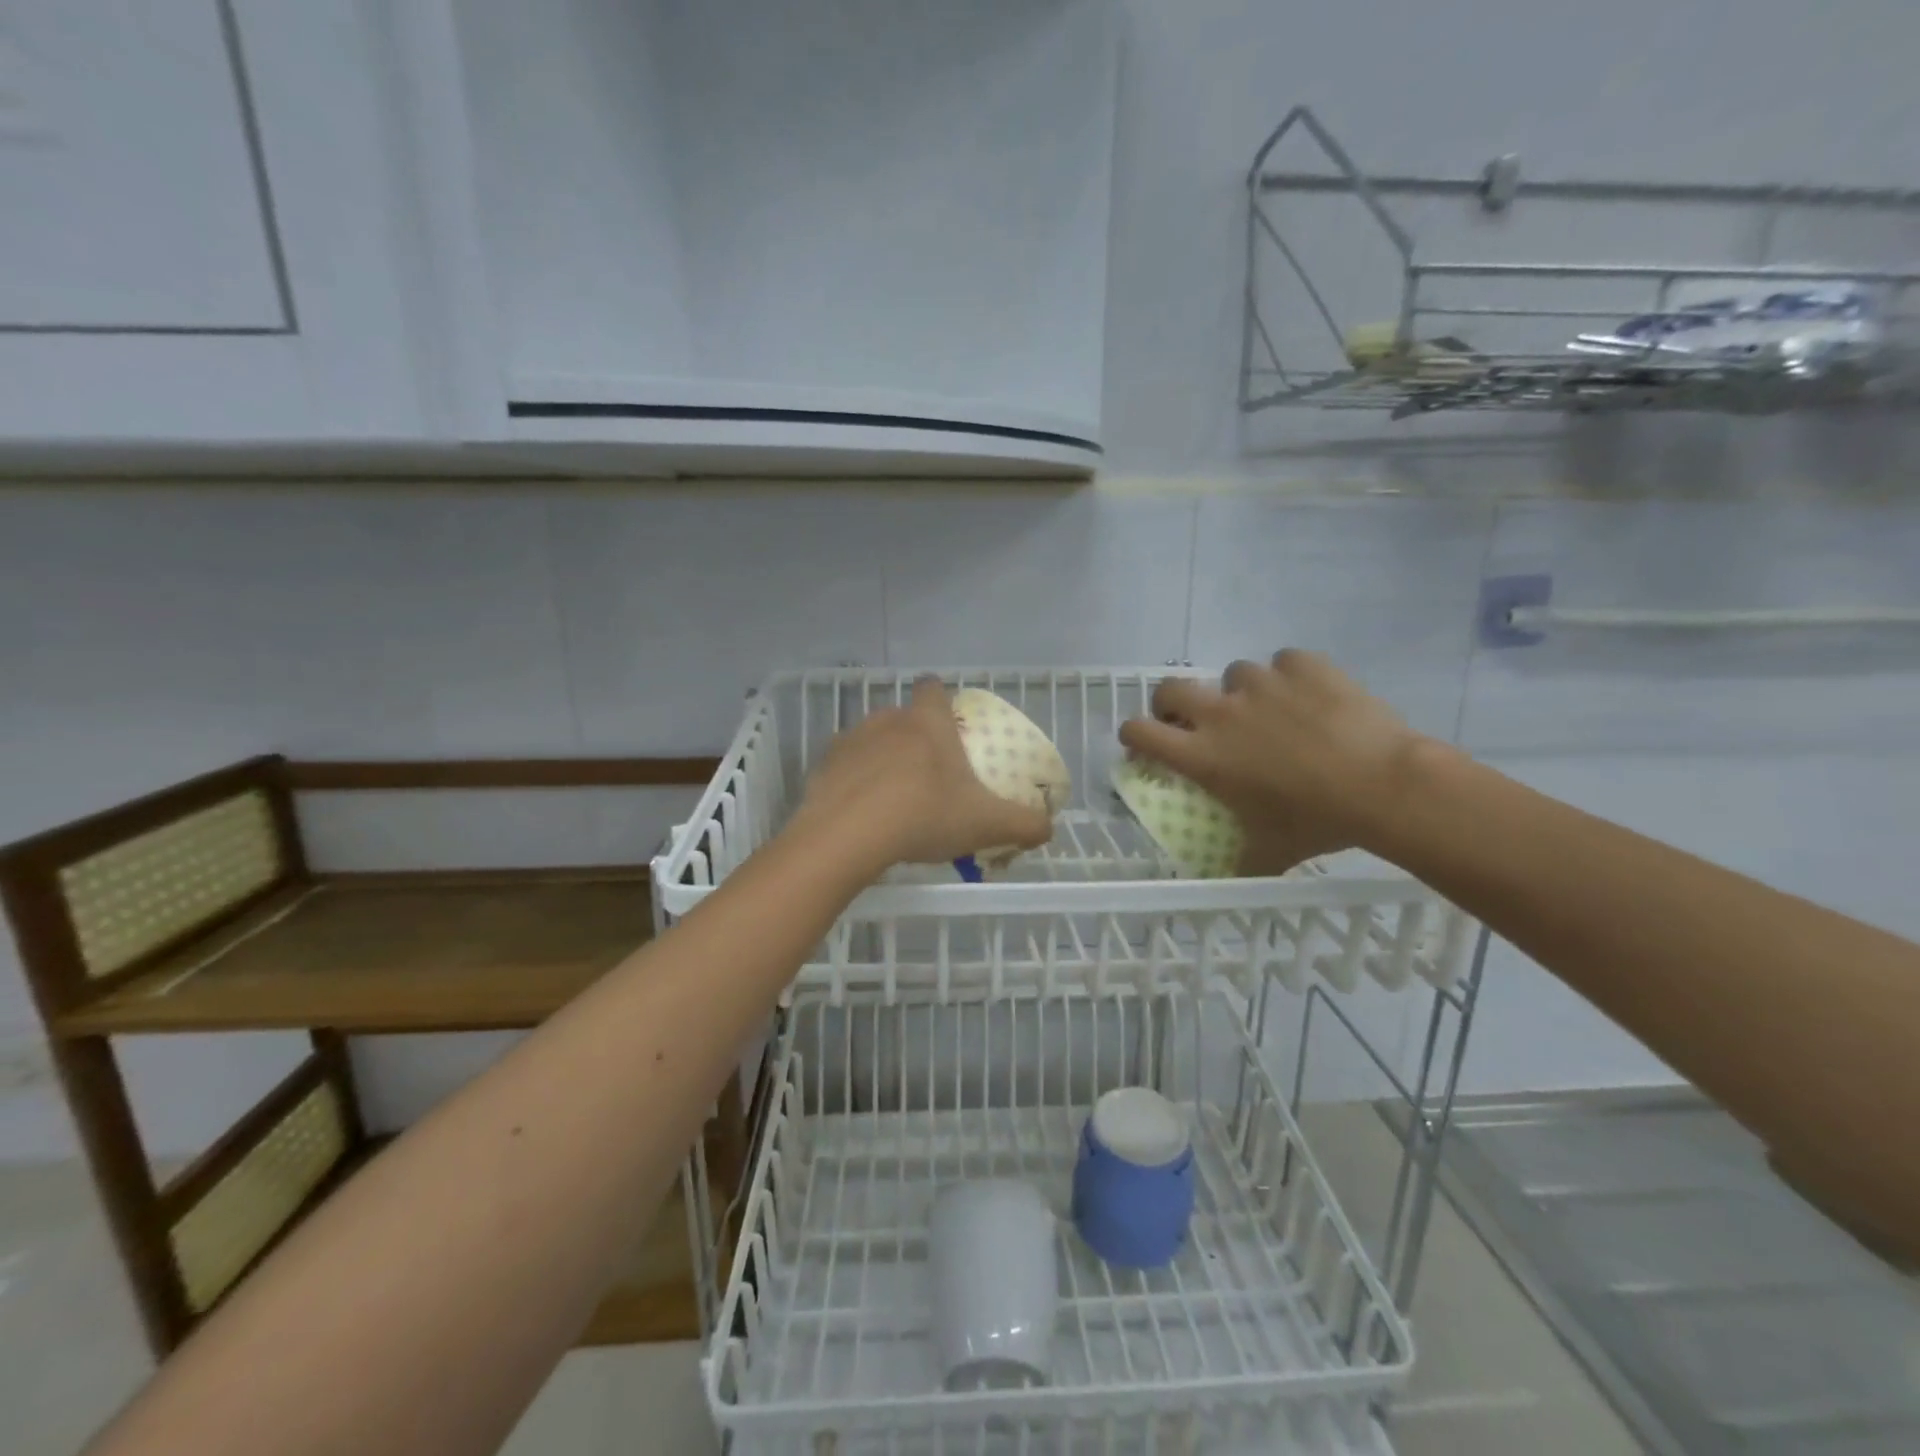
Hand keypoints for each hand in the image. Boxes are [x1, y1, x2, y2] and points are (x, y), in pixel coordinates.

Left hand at [795, 678, 1054, 869]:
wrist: (847, 836)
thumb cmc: (924, 815)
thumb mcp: (985, 824)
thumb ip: (1023, 824)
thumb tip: (1048, 829)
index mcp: (927, 722)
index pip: (933, 688)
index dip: (941, 700)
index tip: (949, 724)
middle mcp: (887, 719)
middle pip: (904, 718)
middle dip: (915, 740)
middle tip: (930, 777)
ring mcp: (851, 740)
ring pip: (872, 742)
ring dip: (883, 761)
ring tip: (894, 799)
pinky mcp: (823, 766)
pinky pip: (846, 768)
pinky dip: (855, 783)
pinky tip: (863, 814)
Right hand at [1117, 651, 1425, 873]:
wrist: (1385, 786)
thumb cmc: (1317, 822)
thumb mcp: (1270, 851)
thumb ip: (1241, 859)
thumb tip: (1231, 875)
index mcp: (1203, 755)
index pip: (1139, 732)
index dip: (1133, 735)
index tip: (1143, 743)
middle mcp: (1221, 713)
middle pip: (1170, 689)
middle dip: (1174, 703)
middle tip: (1195, 720)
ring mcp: (1261, 683)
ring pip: (1233, 673)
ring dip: (1242, 691)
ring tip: (1272, 711)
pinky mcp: (1301, 665)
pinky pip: (1284, 663)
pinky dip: (1292, 678)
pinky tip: (1312, 697)